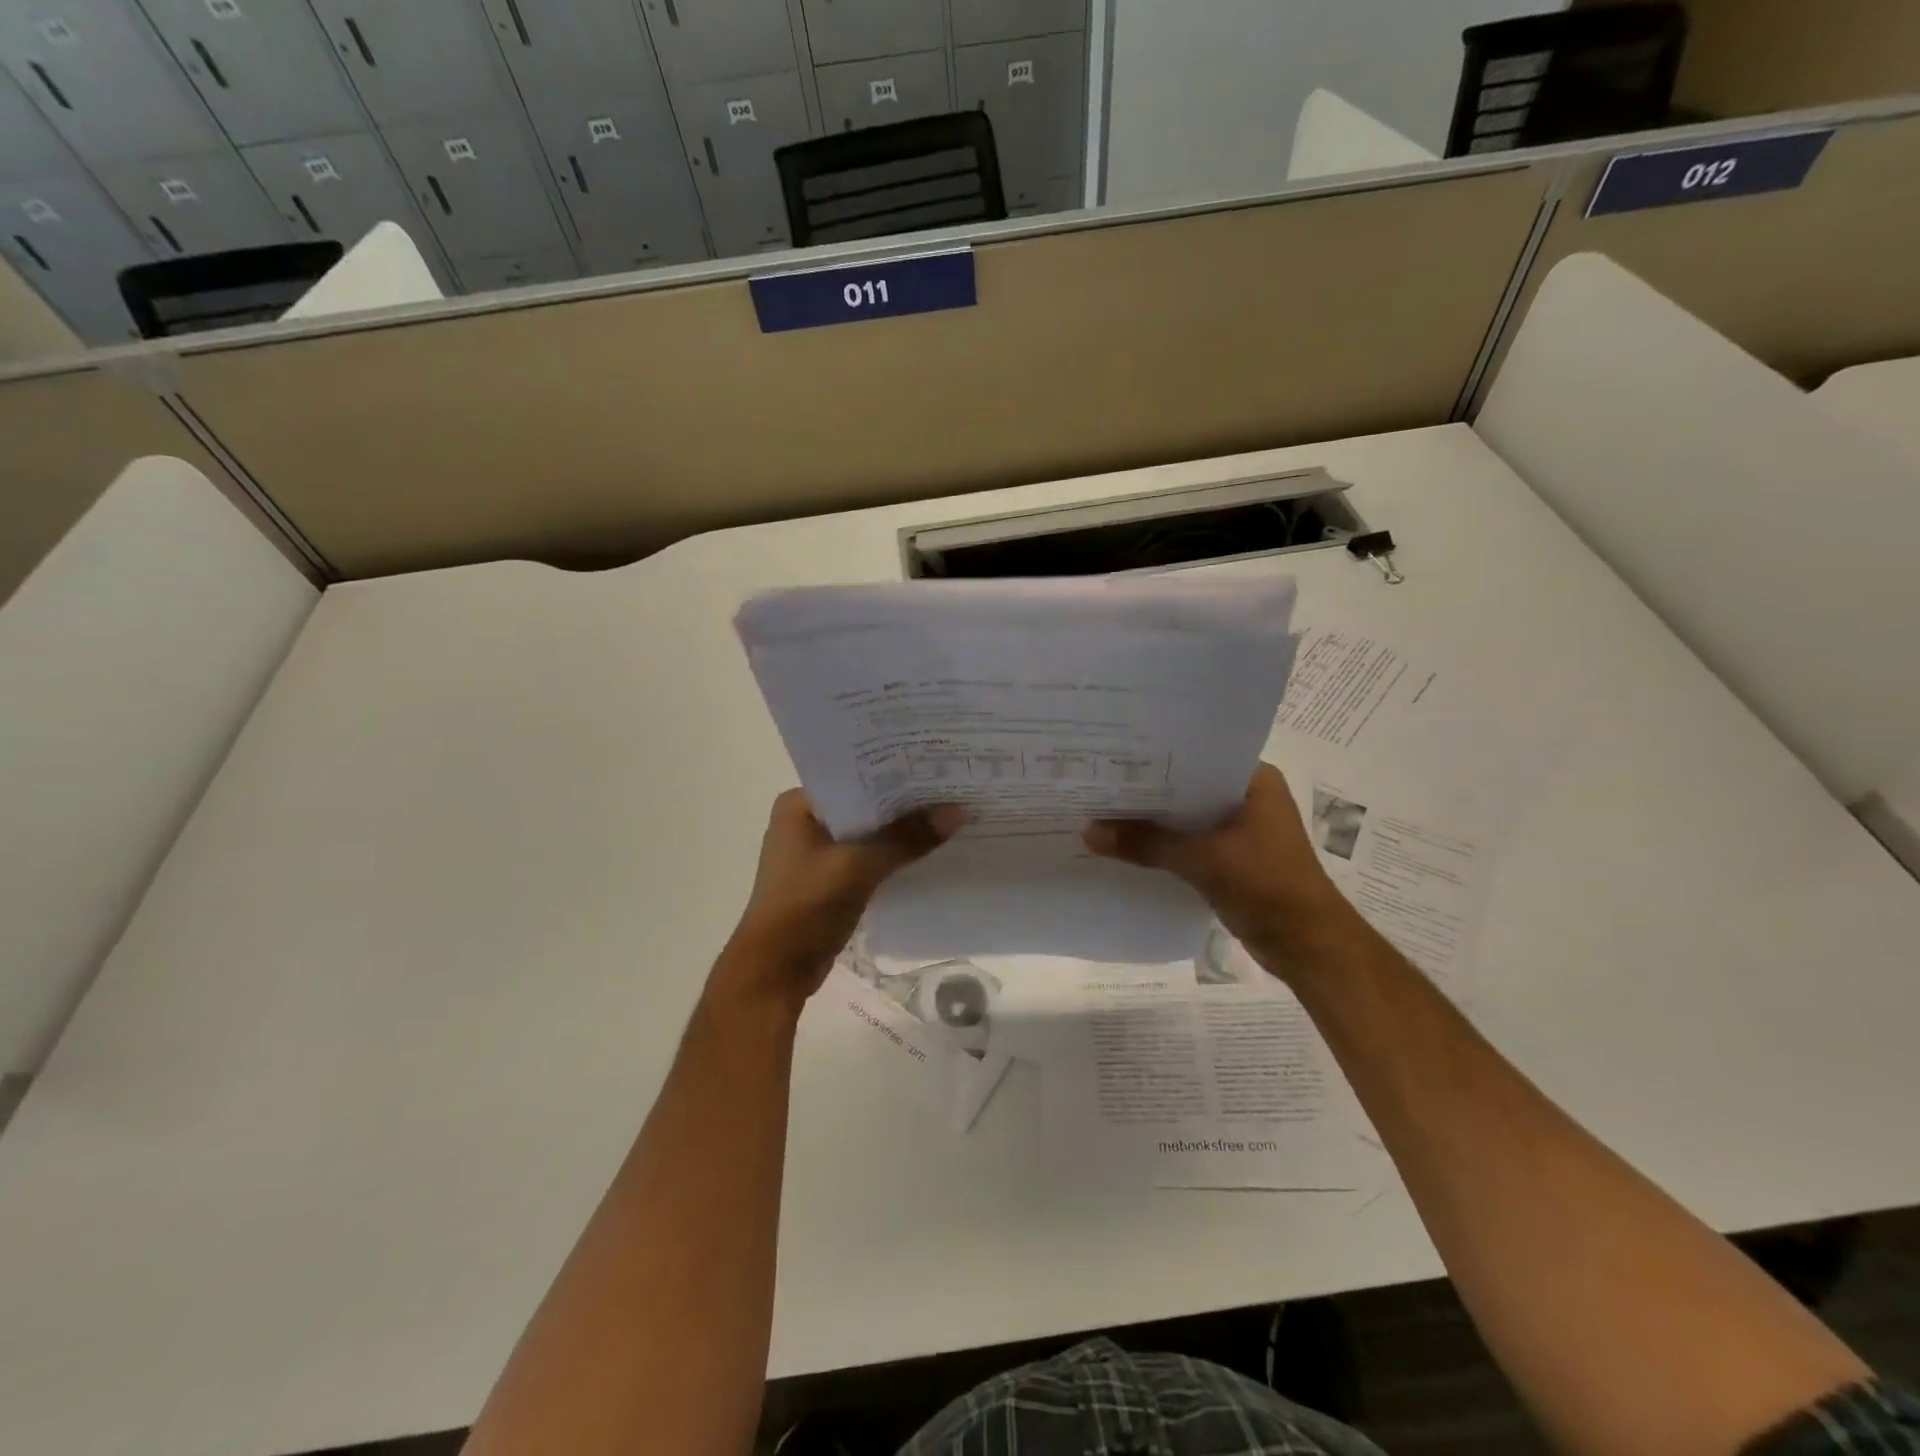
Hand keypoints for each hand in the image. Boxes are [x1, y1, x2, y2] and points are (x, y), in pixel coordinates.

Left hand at [718, 791, 964, 1010]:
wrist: (774, 973)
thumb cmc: (806, 907)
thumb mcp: (858, 867)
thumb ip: (906, 838)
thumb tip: (956, 811)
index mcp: (799, 805)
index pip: (854, 775)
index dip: (895, 770)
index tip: (936, 763)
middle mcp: (806, 821)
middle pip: (865, 804)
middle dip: (904, 801)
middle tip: (951, 786)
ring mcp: (816, 853)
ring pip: (868, 833)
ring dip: (901, 830)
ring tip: (950, 814)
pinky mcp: (829, 880)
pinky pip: (868, 858)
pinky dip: (893, 856)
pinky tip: (929, 852)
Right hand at [1083, 764, 1359, 979]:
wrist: (1309, 946)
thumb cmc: (1266, 885)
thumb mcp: (1201, 860)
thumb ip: (1145, 844)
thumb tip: (1087, 832)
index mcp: (1253, 779)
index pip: (1194, 756)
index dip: (1153, 758)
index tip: (1111, 756)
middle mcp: (1247, 796)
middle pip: (1186, 787)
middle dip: (1146, 790)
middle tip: (1097, 781)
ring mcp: (1241, 828)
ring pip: (1186, 816)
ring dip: (1153, 820)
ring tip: (1102, 809)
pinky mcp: (1233, 856)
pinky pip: (1190, 841)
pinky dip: (1164, 843)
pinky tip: (1127, 844)